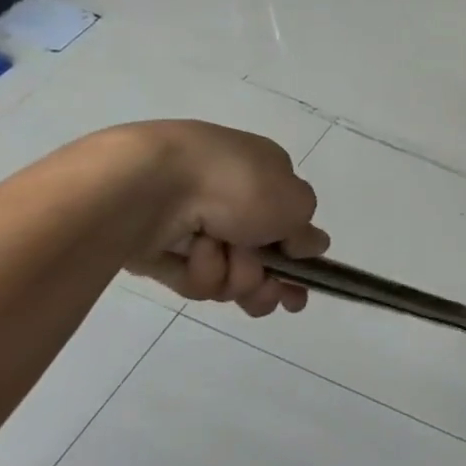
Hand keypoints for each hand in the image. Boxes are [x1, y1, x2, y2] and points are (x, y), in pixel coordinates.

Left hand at [103, 121, 328, 316]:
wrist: (152, 187)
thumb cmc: (237, 184)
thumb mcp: (294, 202)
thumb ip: (307, 230)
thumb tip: (313, 245)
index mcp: (264, 174)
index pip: (288, 221)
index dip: (298, 256)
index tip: (303, 285)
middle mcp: (231, 198)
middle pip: (260, 258)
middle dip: (265, 280)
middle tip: (267, 291)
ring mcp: (195, 224)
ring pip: (228, 273)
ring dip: (233, 273)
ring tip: (222, 256)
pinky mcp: (161, 251)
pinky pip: (192, 277)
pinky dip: (198, 271)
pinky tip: (191, 254)